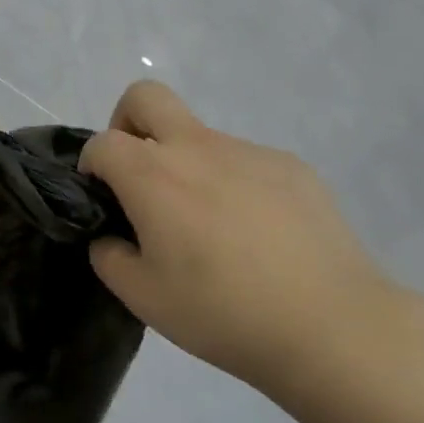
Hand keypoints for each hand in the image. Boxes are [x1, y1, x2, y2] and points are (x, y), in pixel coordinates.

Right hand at [79, 81, 400, 391]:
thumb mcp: (143, 298)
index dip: (91, 166)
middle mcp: (196, 147)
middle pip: (146, 97)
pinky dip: (235, 185)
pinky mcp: (291, 166)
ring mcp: (248, 151)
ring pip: (200, 137)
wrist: (332, 325)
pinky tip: (258, 235)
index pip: (102, 143)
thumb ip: (110, 257)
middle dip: (128, 122)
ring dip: (188, 166)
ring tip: (214, 230)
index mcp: (153, 175)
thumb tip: (112, 237)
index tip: (104, 200)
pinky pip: (245, 162)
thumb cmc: (223, 312)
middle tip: (140, 174)